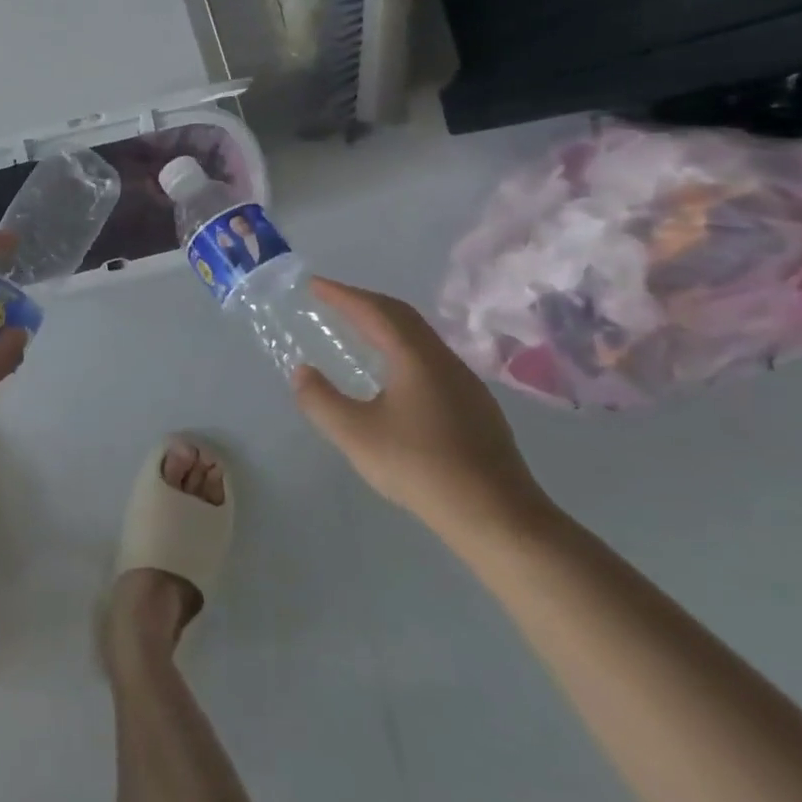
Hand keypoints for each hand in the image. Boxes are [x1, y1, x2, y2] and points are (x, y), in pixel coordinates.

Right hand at [291, 277, 553, 546]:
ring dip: (385, 324)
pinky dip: (402, 347)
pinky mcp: (476, 407)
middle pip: (401, 315)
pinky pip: (430, 358)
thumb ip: (321, 401)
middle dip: (364, 302)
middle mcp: (443, 360)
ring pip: (420, 337)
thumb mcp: (356, 435)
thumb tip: (302, 372)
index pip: (373, 311)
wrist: (499, 517)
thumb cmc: (421, 468)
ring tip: (359, 329)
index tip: (314, 284)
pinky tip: (395, 373)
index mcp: (415, 357)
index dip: (341, 294)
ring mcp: (465, 383)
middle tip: (333, 299)